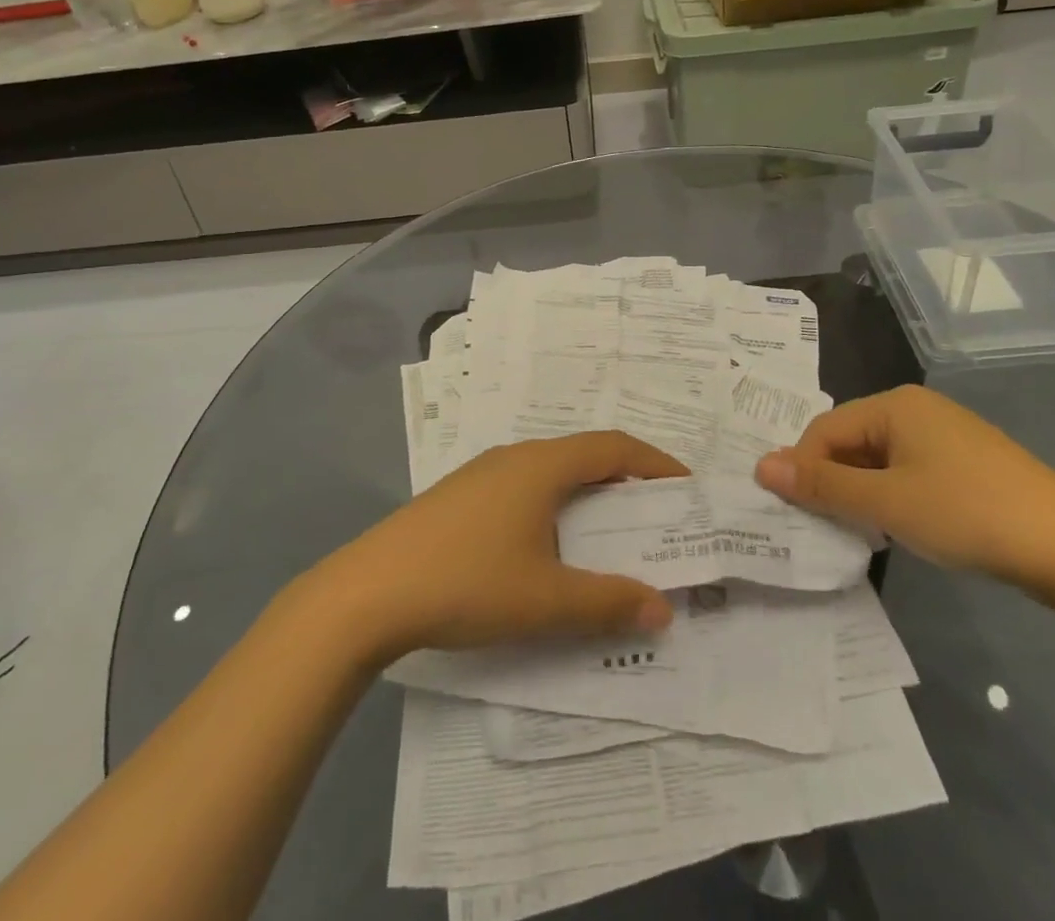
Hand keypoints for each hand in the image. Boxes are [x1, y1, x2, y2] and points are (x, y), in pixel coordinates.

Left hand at [312, 431, 688, 663]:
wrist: (369, 592)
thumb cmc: (467, 582)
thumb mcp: (545, 600)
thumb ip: (608, 603)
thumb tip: (663, 609)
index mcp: (542, 465)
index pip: (613, 447)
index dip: (654, 462)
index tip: (685, 487)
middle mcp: (515, 457)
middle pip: (584, 456)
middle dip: (624, 482)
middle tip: (655, 518)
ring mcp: (482, 474)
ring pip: (551, 473)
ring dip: (586, 496)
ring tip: (609, 535)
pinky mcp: (460, 497)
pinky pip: (524, 489)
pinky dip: (554, 507)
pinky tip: (548, 547)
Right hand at [754, 386, 1054, 586]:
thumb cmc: (968, 514)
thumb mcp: (886, 503)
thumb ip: (822, 484)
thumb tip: (761, 465)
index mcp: (894, 404)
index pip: (824, 429)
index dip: (802, 469)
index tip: (792, 513)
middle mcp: (916, 409)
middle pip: (850, 441)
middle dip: (832, 483)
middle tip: (823, 528)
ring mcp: (945, 436)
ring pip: (879, 461)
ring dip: (861, 494)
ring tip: (860, 534)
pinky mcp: (966, 464)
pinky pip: (909, 473)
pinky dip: (892, 498)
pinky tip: (900, 530)